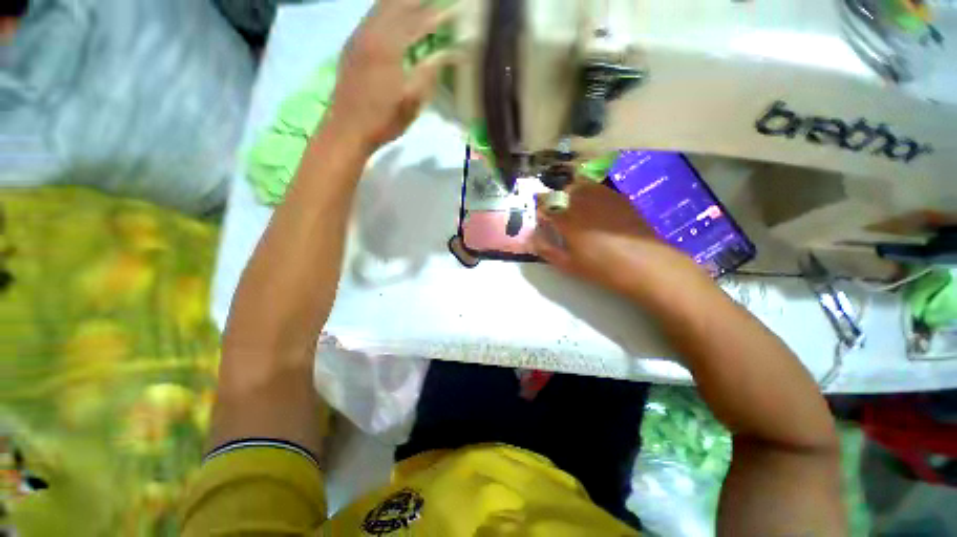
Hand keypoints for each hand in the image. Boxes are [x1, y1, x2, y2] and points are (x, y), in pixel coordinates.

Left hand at [327, 0, 453, 152]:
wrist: (347, 129)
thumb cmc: (383, 120)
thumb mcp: (412, 102)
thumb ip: (429, 74)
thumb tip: (446, 54)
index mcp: (388, 47)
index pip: (417, 21)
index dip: (436, 15)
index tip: (451, 11)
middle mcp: (370, 33)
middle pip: (395, 3)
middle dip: (417, 1)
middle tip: (434, 4)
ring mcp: (357, 37)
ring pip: (380, 7)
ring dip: (400, 3)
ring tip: (417, 5)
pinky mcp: (351, 46)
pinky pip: (370, 17)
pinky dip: (386, 12)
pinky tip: (393, 17)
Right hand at [532, 181, 703, 296]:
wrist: (645, 264)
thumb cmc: (602, 268)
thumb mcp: (569, 264)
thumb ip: (547, 249)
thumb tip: (530, 238)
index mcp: (567, 219)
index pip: (545, 206)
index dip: (539, 208)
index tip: (539, 213)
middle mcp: (582, 202)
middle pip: (562, 190)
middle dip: (555, 197)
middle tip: (556, 209)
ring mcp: (602, 197)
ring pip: (580, 184)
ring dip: (570, 191)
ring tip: (572, 203)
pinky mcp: (618, 198)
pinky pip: (598, 187)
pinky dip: (589, 191)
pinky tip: (593, 204)